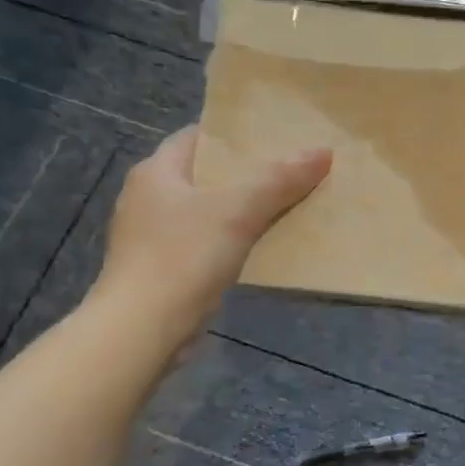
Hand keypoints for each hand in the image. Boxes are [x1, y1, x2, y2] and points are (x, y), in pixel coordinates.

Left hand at [92, 126, 330, 324]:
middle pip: (206, 174)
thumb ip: (279, 179)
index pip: (198, 137)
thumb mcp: (238, 211)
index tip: (276, 136)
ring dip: (242, 208)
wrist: (141, 330)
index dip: (236, 135)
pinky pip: (205, 242)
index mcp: (156, 172)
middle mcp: (148, 197)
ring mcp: (152, 236)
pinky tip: (262, 245)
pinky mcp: (162, 268)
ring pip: (208, 210)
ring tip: (287, 204)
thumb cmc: (182, 257)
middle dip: (247, 173)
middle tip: (291, 169)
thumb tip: (323, 151)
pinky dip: (232, 239)